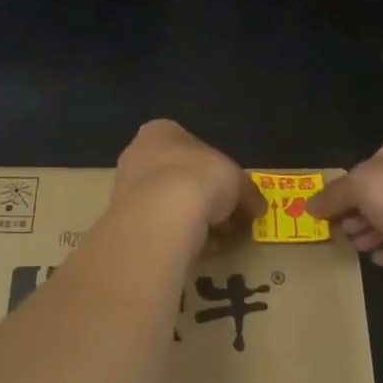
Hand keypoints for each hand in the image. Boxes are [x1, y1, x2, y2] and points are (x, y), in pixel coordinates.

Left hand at [114, 120, 267, 238]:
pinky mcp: (123, 220)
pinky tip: (197, 251)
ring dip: (191, 220)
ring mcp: (126, 187)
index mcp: (161, 132)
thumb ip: (247, 191)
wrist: (161, 214)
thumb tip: (259, 206)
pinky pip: (157, 227)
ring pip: (166, 204)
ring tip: (217, 241)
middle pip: (178, 175)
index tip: (234, 194)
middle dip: (203, 198)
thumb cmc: (200, 178)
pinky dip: (177, 236)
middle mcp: (137, 153)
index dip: (217, 172)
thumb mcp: (237, 181)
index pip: (192, 147)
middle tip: (228, 220)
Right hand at [307, 125, 382, 267]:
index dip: (352, 184)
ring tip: (357, 246)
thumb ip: (333, 195)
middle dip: (363, 212)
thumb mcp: (356, 186)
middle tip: (345, 230)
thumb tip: (308, 206)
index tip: (337, 207)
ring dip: (377, 231)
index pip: (374, 160)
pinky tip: (379, 259)